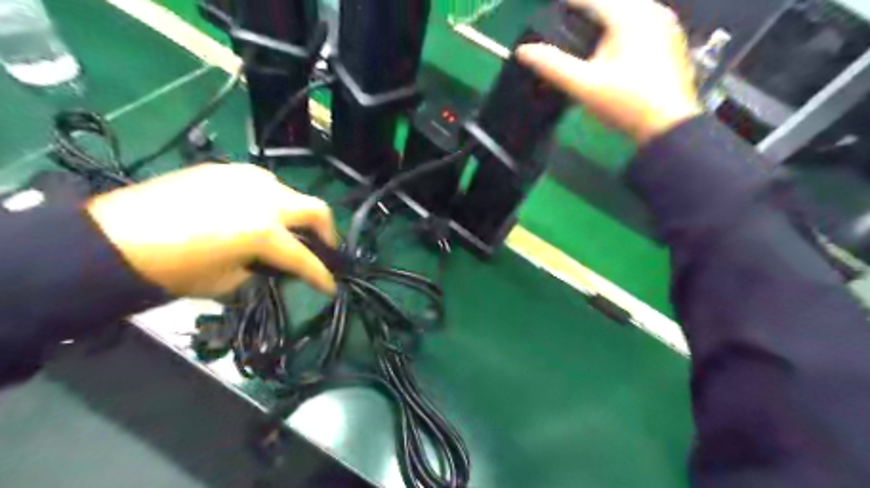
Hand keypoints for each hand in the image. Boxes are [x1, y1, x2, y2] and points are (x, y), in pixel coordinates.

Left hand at [85, 165, 334, 296]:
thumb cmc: (172, 271)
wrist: (113, 240)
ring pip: (290, 193)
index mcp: (264, 232)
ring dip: (295, 214)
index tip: (330, 285)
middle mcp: (264, 200)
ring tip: (282, 230)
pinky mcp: (226, 171)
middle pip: (316, 210)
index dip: (322, 276)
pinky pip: (261, 185)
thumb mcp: (228, 282)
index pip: (305, 258)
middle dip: (327, 232)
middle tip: (322, 248)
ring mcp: (246, 180)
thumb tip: (271, 261)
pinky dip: (268, 202)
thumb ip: (261, 267)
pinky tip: (252, 214)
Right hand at [519, 0, 701, 142]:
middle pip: (611, 2)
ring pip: (627, 9)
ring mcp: (665, 23)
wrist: (668, 126)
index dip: (567, 3)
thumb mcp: (584, 86)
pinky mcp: (671, 38)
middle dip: (586, 10)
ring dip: (604, 19)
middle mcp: (651, 10)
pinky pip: (640, 20)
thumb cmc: (625, 103)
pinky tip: (611, 46)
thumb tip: (523, 51)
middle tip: (566, 22)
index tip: (551, 11)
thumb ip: (552, 65)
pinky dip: (621, 26)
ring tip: (583, 35)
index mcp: (629, 16)